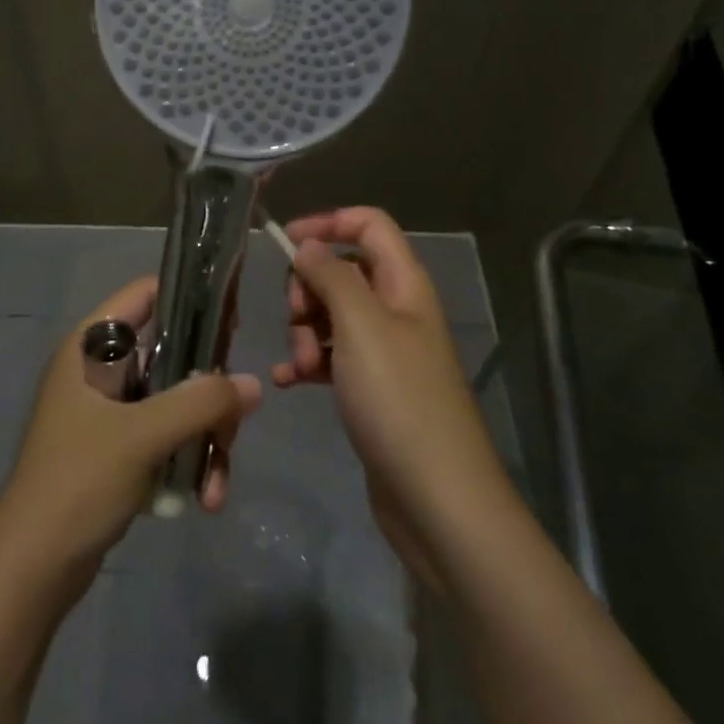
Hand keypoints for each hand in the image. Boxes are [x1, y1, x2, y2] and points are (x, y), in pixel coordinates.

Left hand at [0, 277, 262, 596]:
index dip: (190, 298)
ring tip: (214, 485)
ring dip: (204, 437)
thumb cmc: (79, 481)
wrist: (33, 568)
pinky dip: (189, 460)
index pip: (145, 294)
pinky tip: (203, 498)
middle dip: (208, 393)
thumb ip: (201, 403)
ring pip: (176, 400)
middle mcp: (101, 370)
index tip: (232, 324)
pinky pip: (168, 436)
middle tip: (231, 425)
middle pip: (173, 354)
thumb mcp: (143, 436)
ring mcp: (110, 411)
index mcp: (91, 347)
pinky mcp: (119, 448)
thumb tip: (254, 385)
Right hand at [275, 207, 509, 587]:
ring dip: (304, 332)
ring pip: (332, 316)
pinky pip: (331, 358)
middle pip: (343, 271)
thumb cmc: (399, 400)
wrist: (438, 500)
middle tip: (297, 320)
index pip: (368, 225)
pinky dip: (307, 364)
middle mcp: (397, 310)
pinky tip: (288, 383)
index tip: (285, 243)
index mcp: (404, 284)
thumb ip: (331, 276)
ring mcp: (386, 352)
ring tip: (299, 366)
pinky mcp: (373, 390)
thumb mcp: (360, 326)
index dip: (328, 223)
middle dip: (309, 288)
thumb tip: (308, 245)